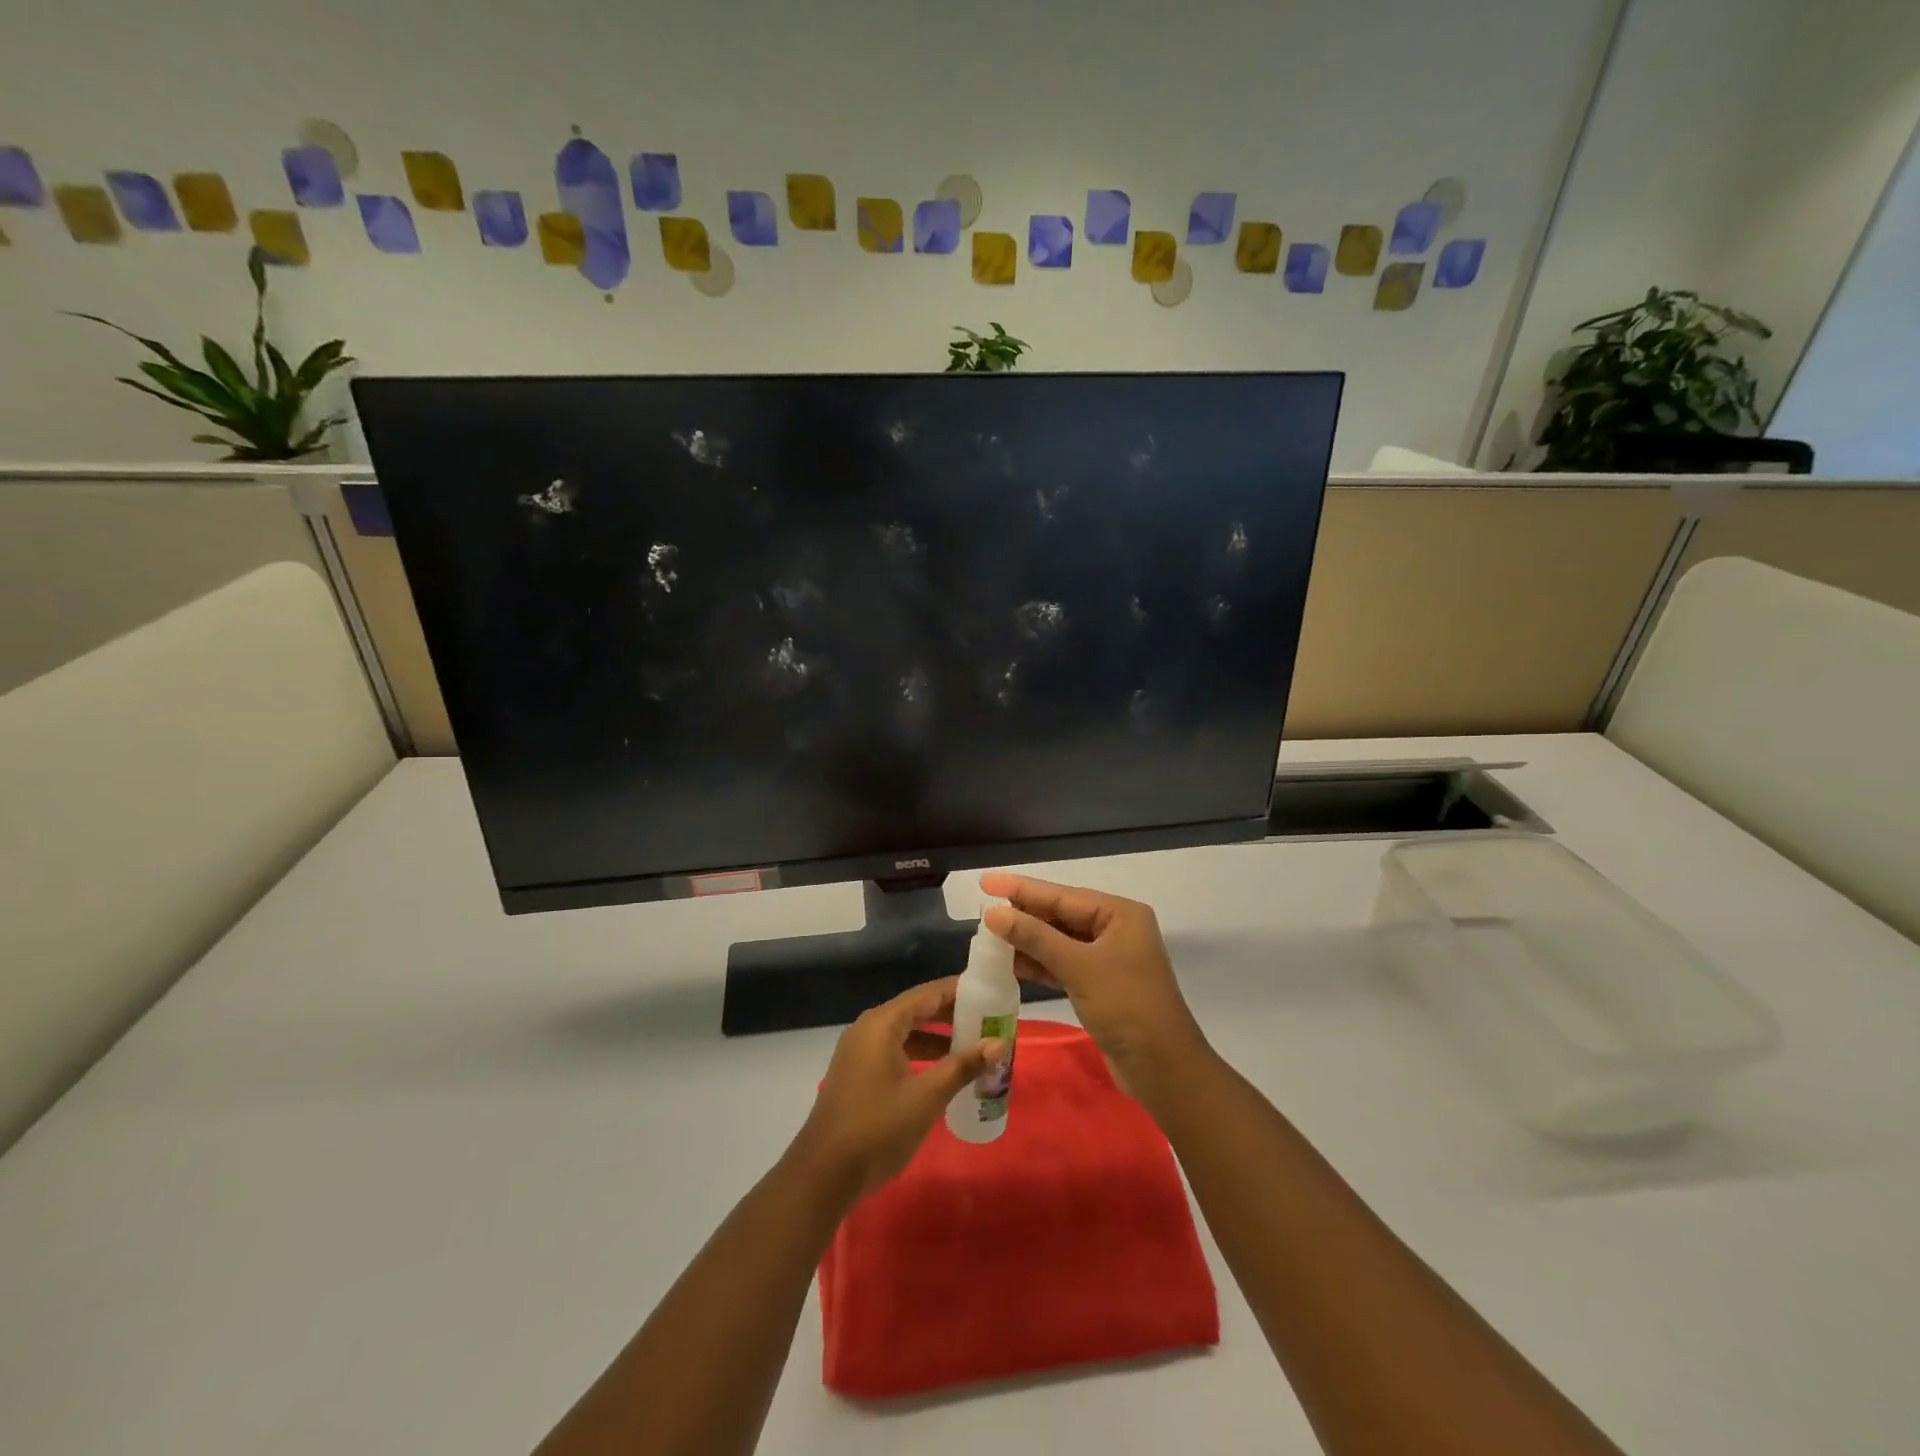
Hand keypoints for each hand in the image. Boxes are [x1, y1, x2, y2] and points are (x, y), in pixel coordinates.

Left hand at [789, 978, 1008, 1200]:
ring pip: (906, 1032)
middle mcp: (868, 1028)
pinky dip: (920, 1055)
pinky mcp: (858, 1073)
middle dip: (952, 1015)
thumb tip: (1000, 1043)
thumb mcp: (927, 1096)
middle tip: (988, 1021)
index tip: (991, 994)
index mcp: (882, 1023)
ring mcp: (860, 1051)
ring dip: (938, 1038)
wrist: (824, 1174)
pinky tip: (943, 1072)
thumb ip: (963, 1066)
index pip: (928, 993)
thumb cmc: (878, 1128)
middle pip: (917, 1010)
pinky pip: (895, 1050)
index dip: (960, 992)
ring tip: (973, 1046)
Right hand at [980, 872, 1210, 1107]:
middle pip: (1060, 914)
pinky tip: (1010, 961)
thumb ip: (1034, 937)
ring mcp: (1108, 958)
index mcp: (1119, 914)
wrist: (1163, 1069)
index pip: (1061, 895)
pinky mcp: (1099, 984)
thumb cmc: (1126, 1007)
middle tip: (983, 909)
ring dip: (1027, 940)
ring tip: (988, 935)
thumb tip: (993, 913)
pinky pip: (1062, 963)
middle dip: (1023, 913)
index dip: (1021, 888)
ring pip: (1059, 940)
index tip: (986, 882)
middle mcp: (1115, 929)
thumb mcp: (1078, 967)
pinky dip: (1038, 963)